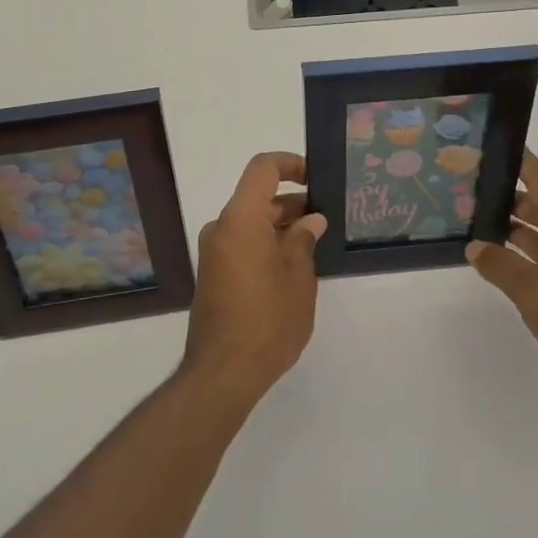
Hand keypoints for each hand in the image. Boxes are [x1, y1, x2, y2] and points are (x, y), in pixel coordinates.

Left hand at [182, 152, 326, 406]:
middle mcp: (221, 228)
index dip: (291, 164)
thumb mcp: (298, 278)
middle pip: (257, 197)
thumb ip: (303, 241)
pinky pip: (241, 243)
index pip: (263, 169)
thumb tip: (310, 220)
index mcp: (241, 219)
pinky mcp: (213, 274)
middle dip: (292, 202)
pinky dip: (265, 243)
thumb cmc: (267, 320)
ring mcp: (214, 252)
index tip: (316, 179)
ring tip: (314, 243)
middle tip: (325, 218)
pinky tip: (292, 266)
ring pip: (250, 222)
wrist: (222, 373)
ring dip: (280, 225)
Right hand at [466, 152, 537, 424]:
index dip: (516, 159)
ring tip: (473, 225)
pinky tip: (501, 265)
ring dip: (512, 228)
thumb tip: (475, 246)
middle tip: (465, 191)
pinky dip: (524, 256)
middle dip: (504, 195)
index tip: (487, 145)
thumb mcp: (534, 293)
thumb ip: (501, 266)